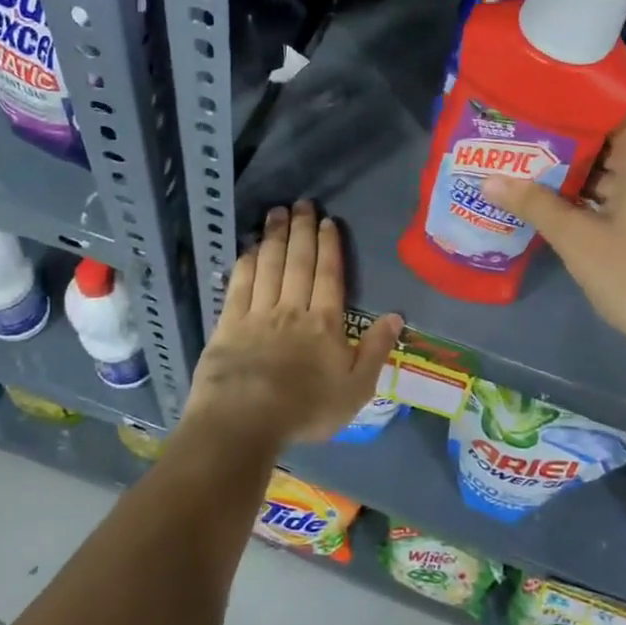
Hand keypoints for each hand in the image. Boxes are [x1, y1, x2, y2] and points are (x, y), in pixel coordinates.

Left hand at [181, 201, 402, 448]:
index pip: (329, 275)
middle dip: (301, 230)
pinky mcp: (228, 324)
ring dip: (274, 237)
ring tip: (276, 212)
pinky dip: (246, 263)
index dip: (329, 246)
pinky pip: (239, 285)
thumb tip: (396, 316)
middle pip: (298, 262)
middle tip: (301, 203)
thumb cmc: (305, 409)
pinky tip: (249, 249)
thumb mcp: (356, 389)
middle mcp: (291, 309)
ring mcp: (257, 314)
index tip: (328, 221)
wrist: (244, 421)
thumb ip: (376, 350)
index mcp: (324, 323)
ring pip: (269, 266)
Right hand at [482, 112, 625, 384]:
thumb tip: (487, 180)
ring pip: (608, 175)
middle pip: (606, 142)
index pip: (609, 109)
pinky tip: (545, 206)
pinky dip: (584, 202)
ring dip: (569, 176)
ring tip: (518, 168)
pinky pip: (615, 201)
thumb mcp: (578, 237)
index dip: (569, 105)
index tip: (530, 104)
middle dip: (560, 144)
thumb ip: (534, 204)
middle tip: (512, 138)